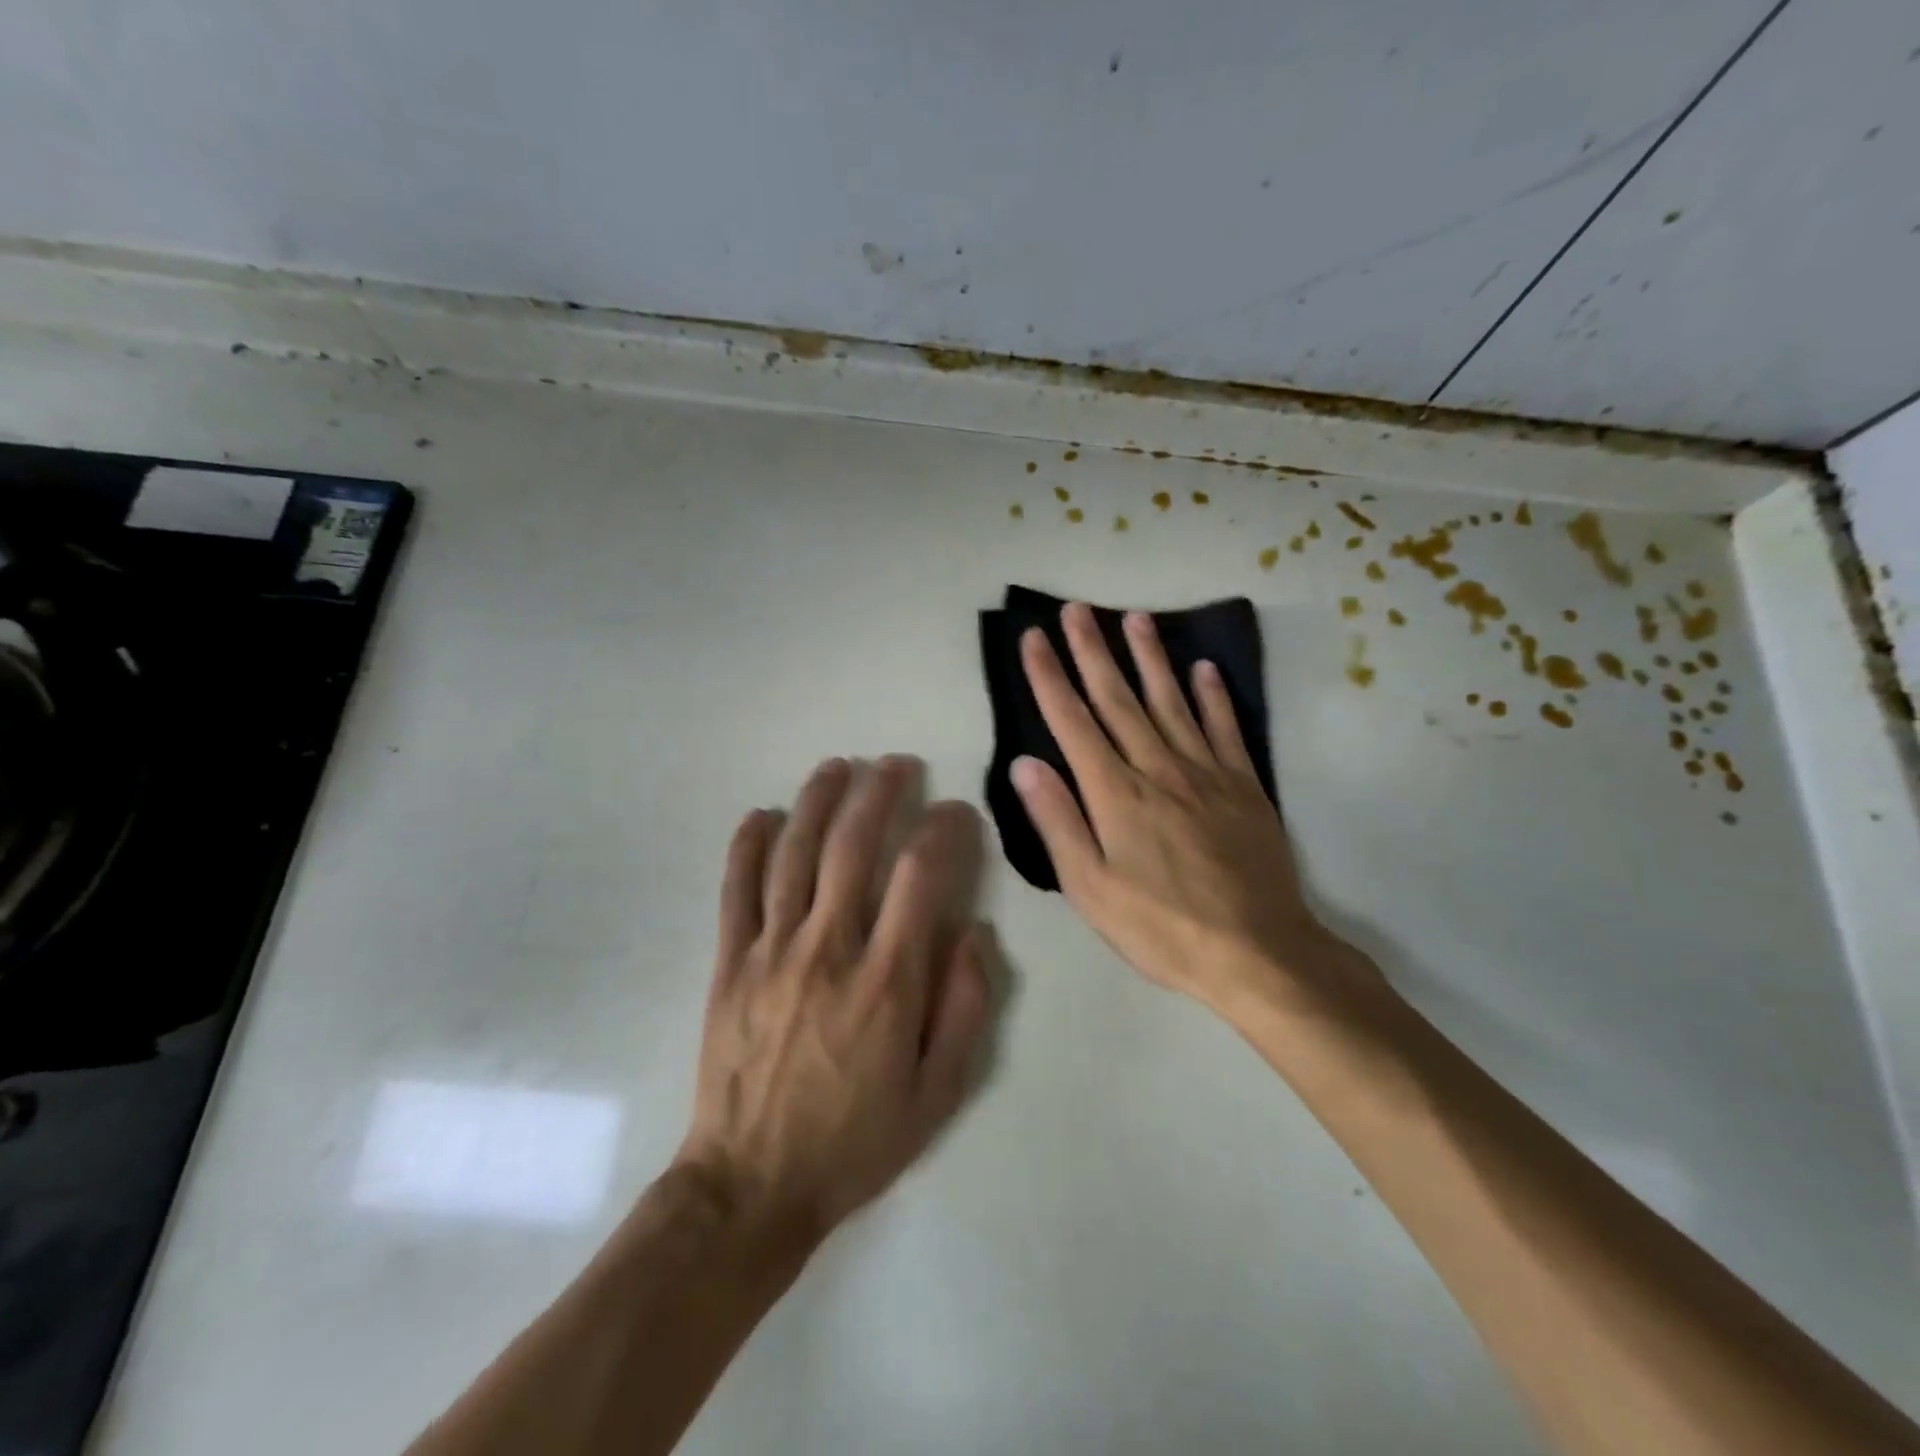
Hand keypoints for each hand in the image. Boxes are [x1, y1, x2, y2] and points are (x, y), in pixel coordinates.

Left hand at [676, 757, 987, 1248]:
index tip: (954, 811)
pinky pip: (736, 890)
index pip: (921, 877)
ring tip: (838, 766)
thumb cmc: (855, 1142)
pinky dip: (748, 846)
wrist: (752, 1187)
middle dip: (879, 793)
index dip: (943, 831)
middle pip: (853, 846)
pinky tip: (762, 814)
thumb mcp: (938, 1094)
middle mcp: (829, 949)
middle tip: (896, 764)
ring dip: (818, 801)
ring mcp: (772, 951)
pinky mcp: (730, 963)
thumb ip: (966, 1009)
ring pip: (794, 853)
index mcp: (886, 981)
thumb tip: (977, 935)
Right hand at [1012, 603, 1365, 1017]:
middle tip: (1076, 609)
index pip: (1073, 722)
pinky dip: (1214, 696)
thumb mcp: (1091, 889)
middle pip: (1118, 699)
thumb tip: (1026, 764)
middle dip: (1093, 651)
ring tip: (1134, 617)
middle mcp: (1158, 769)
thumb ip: (1058, 822)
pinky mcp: (1244, 787)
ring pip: (1171, 702)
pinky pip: (1225, 729)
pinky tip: (1204, 669)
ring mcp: (1207, 773)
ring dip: (1150, 657)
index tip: (1034, 638)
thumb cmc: (1162, 927)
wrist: (1258, 952)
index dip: (1050, 677)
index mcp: (1116, 794)